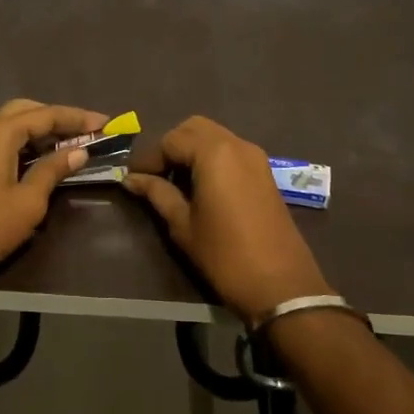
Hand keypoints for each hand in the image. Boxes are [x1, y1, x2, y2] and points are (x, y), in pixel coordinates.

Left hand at [0, 99, 107, 294]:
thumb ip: (53, 170)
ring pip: (12, 125)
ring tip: (70, 143)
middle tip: (85, 130)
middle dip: (57, 116)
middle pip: (25, 110)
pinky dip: (26, 144)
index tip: (105, 123)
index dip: (76, 118)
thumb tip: (78, 151)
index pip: (45, 114)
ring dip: (41, 130)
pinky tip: (43, 159)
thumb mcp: (28, 200)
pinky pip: (4, 142)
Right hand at [125, 116, 331, 324]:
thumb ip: (157, 194)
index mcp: (214, 153)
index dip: (149, 158)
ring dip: (191, 150)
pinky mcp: (265, 172)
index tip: (134, 179)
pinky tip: (200, 186)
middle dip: (171, 146)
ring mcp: (255, 156)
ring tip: (175, 182)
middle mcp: (237, 144)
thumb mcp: (183, 225)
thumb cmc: (225, 255)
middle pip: (194, 128)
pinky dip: (210, 158)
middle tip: (155, 176)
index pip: (171, 140)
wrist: (281, 285)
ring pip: (214, 136)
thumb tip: (131, 179)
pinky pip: (230, 150)